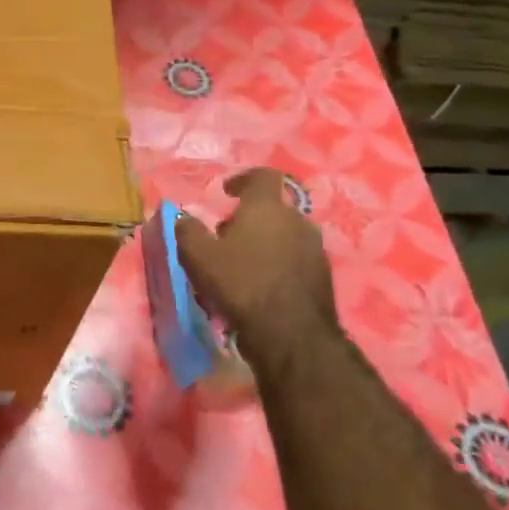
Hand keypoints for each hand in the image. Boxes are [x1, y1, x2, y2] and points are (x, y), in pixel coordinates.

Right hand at [175, 168, 340, 368]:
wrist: (290, 333)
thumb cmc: (240, 283)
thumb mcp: (198, 256)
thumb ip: (188, 231)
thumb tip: (185, 218)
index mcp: (267, 207)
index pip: (263, 176)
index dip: (244, 179)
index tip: (227, 191)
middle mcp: (297, 220)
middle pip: (272, 208)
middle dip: (249, 218)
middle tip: (225, 236)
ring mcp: (314, 248)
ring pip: (285, 234)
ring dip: (264, 242)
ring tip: (242, 264)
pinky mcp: (323, 275)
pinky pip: (295, 258)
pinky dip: (278, 263)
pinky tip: (260, 285)